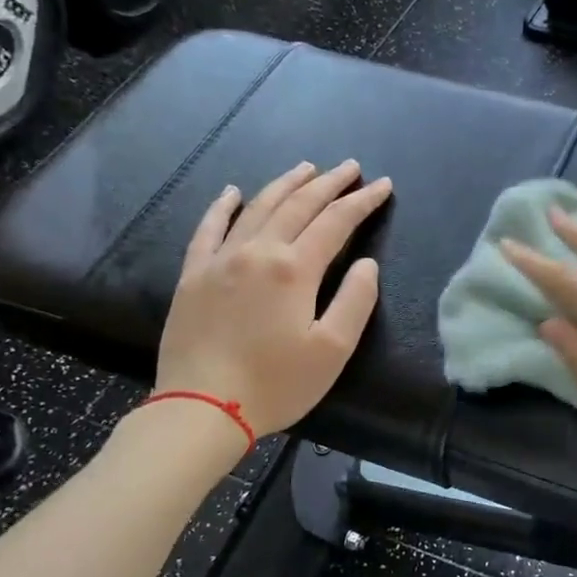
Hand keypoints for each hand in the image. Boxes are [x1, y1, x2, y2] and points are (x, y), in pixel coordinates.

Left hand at [155, 160, 391, 436]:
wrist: (201, 408)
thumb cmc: (276, 383)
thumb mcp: (332, 349)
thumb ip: (355, 300)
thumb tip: (366, 263)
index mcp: (295, 268)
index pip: (336, 222)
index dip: (362, 201)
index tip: (383, 185)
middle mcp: (257, 251)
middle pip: (298, 205)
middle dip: (329, 183)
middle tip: (351, 167)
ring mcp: (220, 260)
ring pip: (257, 207)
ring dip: (285, 184)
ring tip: (306, 168)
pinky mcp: (193, 275)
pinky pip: (208, 228)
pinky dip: (222, 206)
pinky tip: (232, 192)